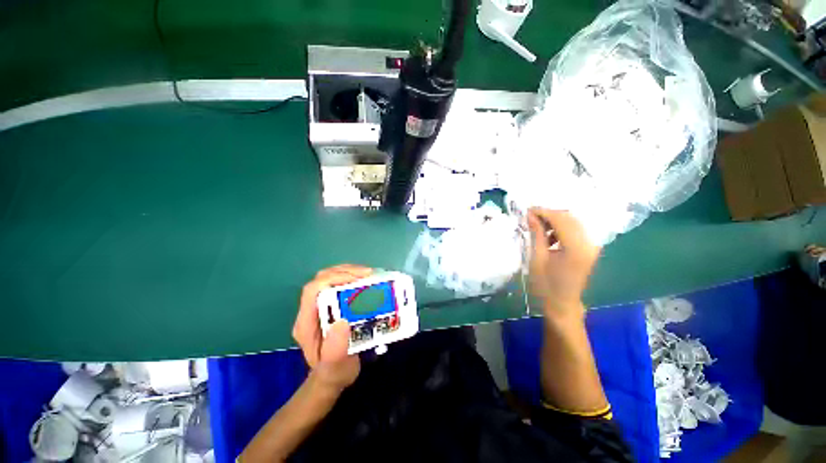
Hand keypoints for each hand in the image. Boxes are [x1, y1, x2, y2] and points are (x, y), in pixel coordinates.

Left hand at [293, 265, 372, 391]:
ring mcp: (320, 305)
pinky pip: (338, 282)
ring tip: (369, 274)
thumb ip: (336, 349)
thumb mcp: (336, 367)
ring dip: (349, 271)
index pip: (312, 291)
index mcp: (306, 323)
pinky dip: (352, 276)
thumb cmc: (334, 372)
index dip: (333, 279)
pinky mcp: (330, 303)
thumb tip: (342, 321)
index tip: (357, 279)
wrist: (333, 376)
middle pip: (321, 279)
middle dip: (345, 272)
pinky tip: (365, 279)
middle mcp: (310, 310)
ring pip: (329, 277)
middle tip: (368, 274)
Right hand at [527, 208, 599, 318]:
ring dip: (555, 221)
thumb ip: (537, 234)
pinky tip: (550, 237)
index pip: (561, 219)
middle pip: (569, 218)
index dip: (544, 212)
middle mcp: (588, 243)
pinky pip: (575, 231)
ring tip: (538, 228)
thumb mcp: (537, 258)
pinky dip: (561, 229)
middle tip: (530, 217)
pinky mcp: (589, 249)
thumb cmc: (546, 284)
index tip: (527, 210)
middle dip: (549, 214)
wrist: (562, 303)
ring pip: (573, 222)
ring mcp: (591, 246)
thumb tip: (530, 215)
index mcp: (575, 247)